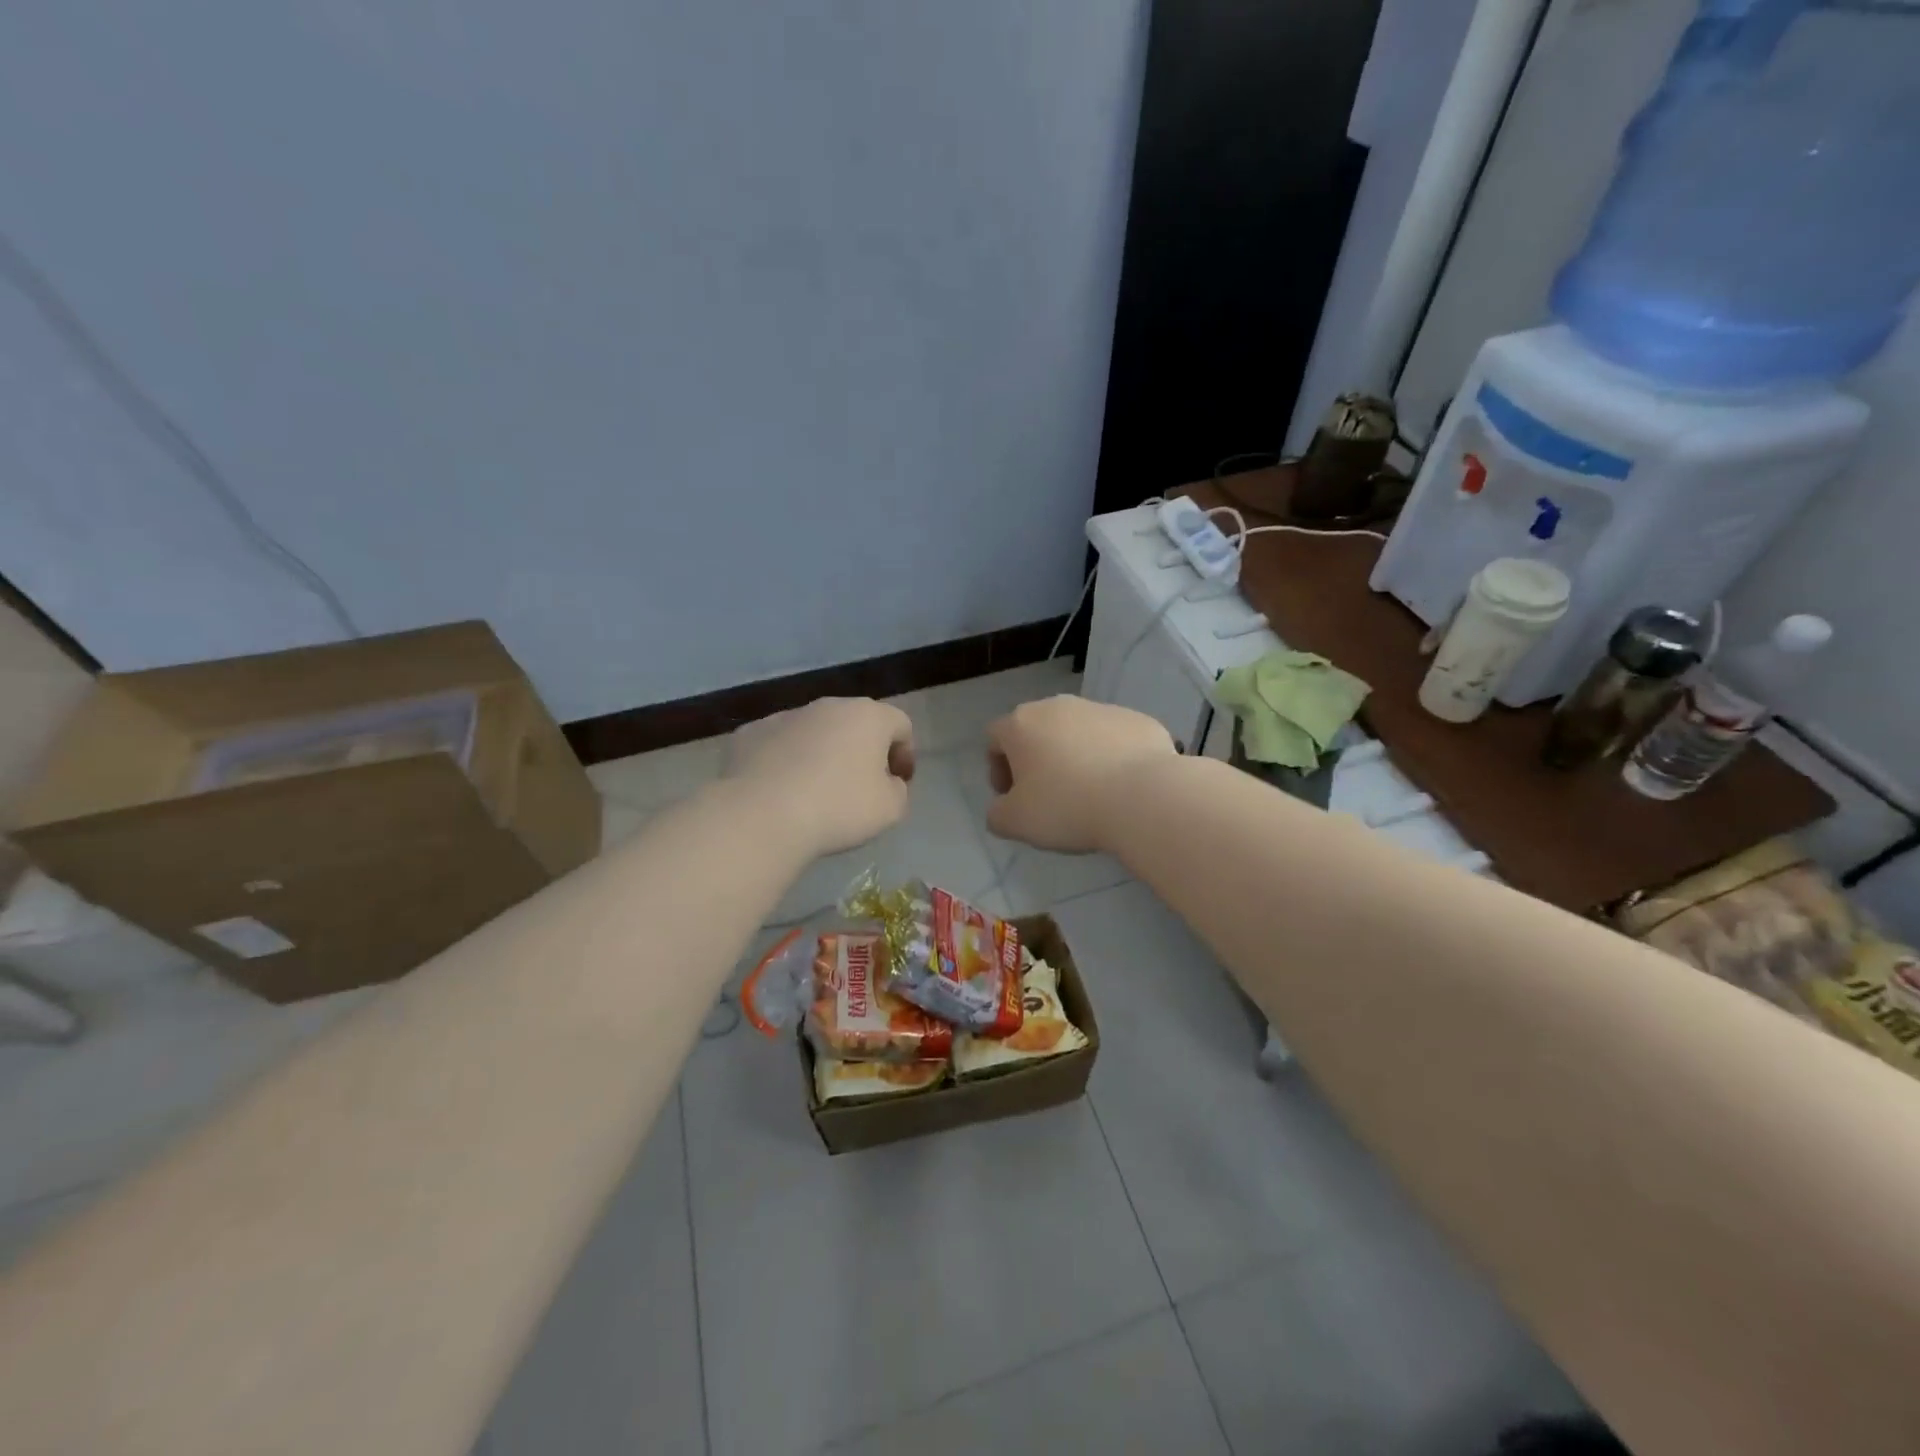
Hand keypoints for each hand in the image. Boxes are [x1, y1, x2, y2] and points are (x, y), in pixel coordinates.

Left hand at [724, 697, 914, 857]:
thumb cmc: (838, 808)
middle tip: (860, 786)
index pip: (899, 724)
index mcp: (867, 716)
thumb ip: (897, 790)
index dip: (904, 753)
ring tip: (814, 791)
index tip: (898, 782)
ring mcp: (783, 717)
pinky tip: (779, 791)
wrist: (761, 816)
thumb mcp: (890, 809)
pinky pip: (776, 745)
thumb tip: (886, 782)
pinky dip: (784, 762)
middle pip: (854, 722)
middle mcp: (827, 706)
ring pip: (813, 731)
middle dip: (861, 750)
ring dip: (821, 753)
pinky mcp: (748, 733)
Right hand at [985, 696, 1175, 853]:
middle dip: (1036, 759)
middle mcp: (1058, 706)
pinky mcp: (1138, 720)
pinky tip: (1120, 787)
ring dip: (1075, 756)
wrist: (1143, 797)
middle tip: (1047, 796)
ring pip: (1077, 732)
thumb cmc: (1067, 806)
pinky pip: (1114, 739)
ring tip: (1089, 793)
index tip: (1013, 797)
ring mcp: (1101, 709)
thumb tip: (1003, 808)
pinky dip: (1111, 757)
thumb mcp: (1015, 823)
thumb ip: (997, 814)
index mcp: (1022, 724)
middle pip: (1036, 730)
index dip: (997, 768)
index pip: (995, 738)